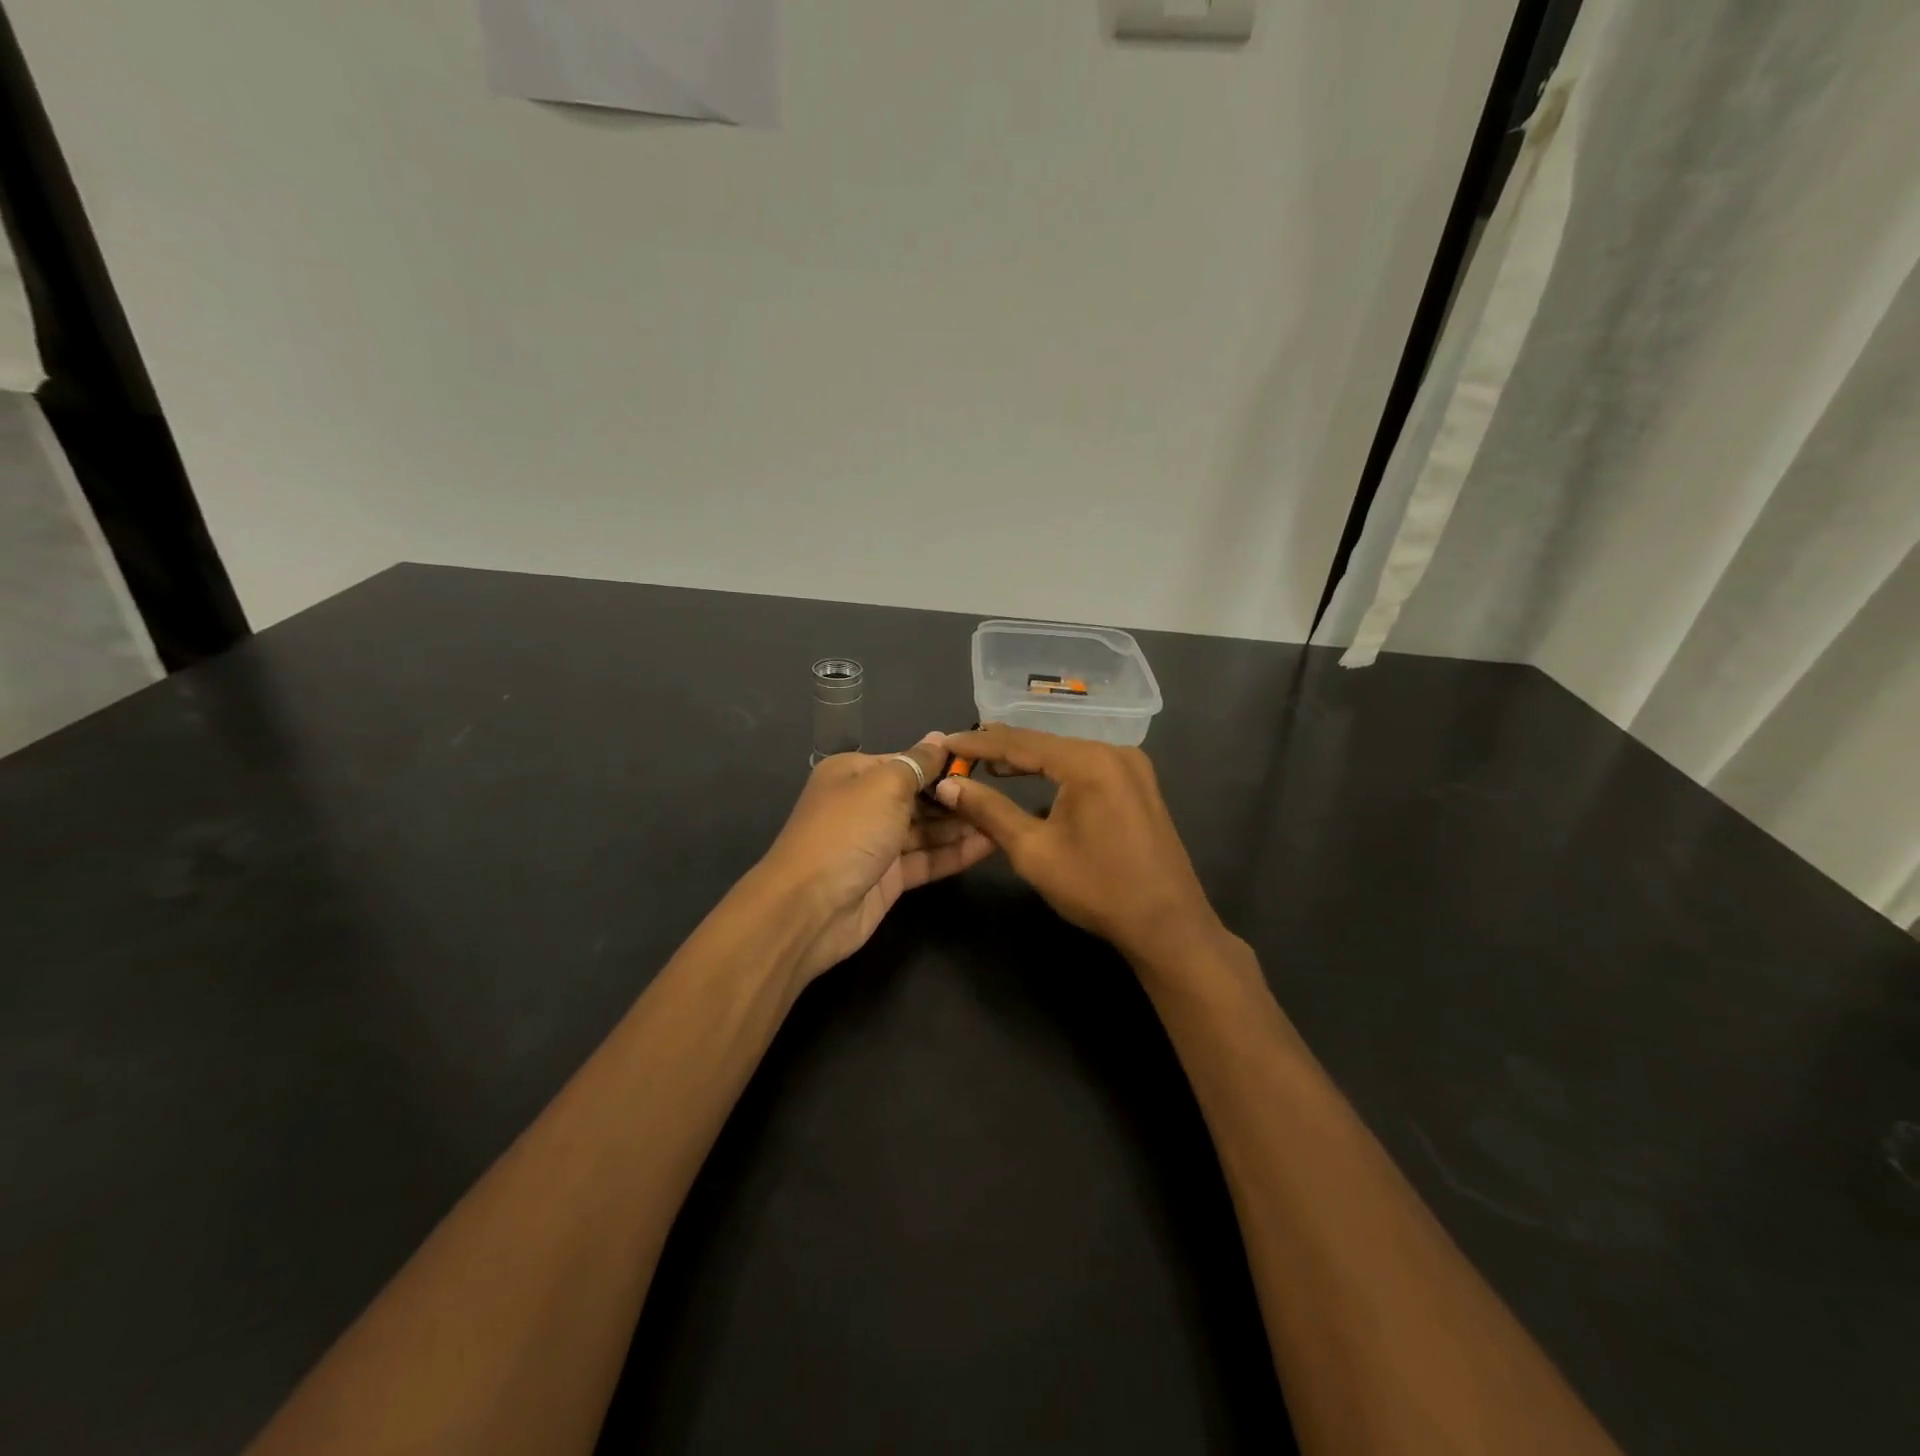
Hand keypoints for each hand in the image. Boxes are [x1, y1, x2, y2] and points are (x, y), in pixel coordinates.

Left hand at [757, 733, 995, 983]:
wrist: (810, 908)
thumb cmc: (848, 831)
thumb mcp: (885, 785)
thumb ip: (919, 762)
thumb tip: (941, 737)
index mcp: (854, 773)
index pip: (907, 761)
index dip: (943, 763)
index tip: (984, 765)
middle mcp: (864, 804)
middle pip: (918, 795)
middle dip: (955, 795)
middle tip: (1000, 795)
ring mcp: (876, 844)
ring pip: (926, 829)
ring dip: (961, 825)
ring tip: (1003, 818)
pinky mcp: (889, 879)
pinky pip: (927, 859)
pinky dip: (955, 852)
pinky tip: (990, 844)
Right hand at [933, 725, 1222, 966]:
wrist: (1167, 924)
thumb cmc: (1097, 888)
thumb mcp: (1033, 851)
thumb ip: (989, 811)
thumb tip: (948, 785)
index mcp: (1089, 761)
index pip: (1021, 742)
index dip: (979, 743)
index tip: (945, 742)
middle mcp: (1114, 751)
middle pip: (1045, 744)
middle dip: (1002, 750)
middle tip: (961, 754)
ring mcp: (1132, 767)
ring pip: (1066, 755)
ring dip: (1029, 761)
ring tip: (988, 765)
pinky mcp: (1139, 785)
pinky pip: (1087, 768)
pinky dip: (1056, 773)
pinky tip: (1035, 781)